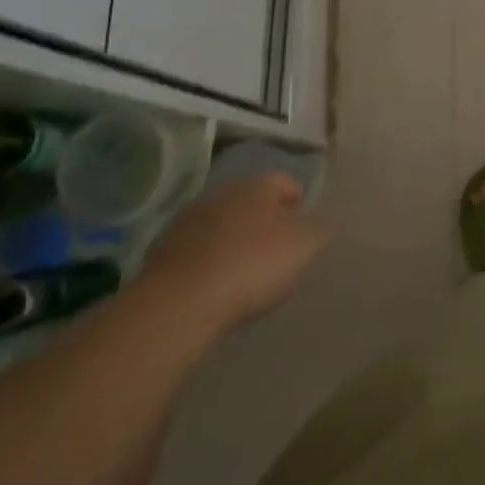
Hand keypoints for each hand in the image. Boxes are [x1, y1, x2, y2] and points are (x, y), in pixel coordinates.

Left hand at [139, 173, 330, 332]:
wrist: (179, 303)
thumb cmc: (252, 265)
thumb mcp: (304, 246)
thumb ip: (319, 230)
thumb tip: (322, 224)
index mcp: (257, 186)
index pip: (284, 181)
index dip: (297, 201)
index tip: (306, 226)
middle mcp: (221, 194)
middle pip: (251, 202)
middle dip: (265, 221)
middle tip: (279, 250)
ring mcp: (187, 222)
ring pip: (222, 226)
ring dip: (234, 241)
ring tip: (247, 274)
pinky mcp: (162, 253)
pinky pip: (197, 252)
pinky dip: (209, 263)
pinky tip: (217, 288)